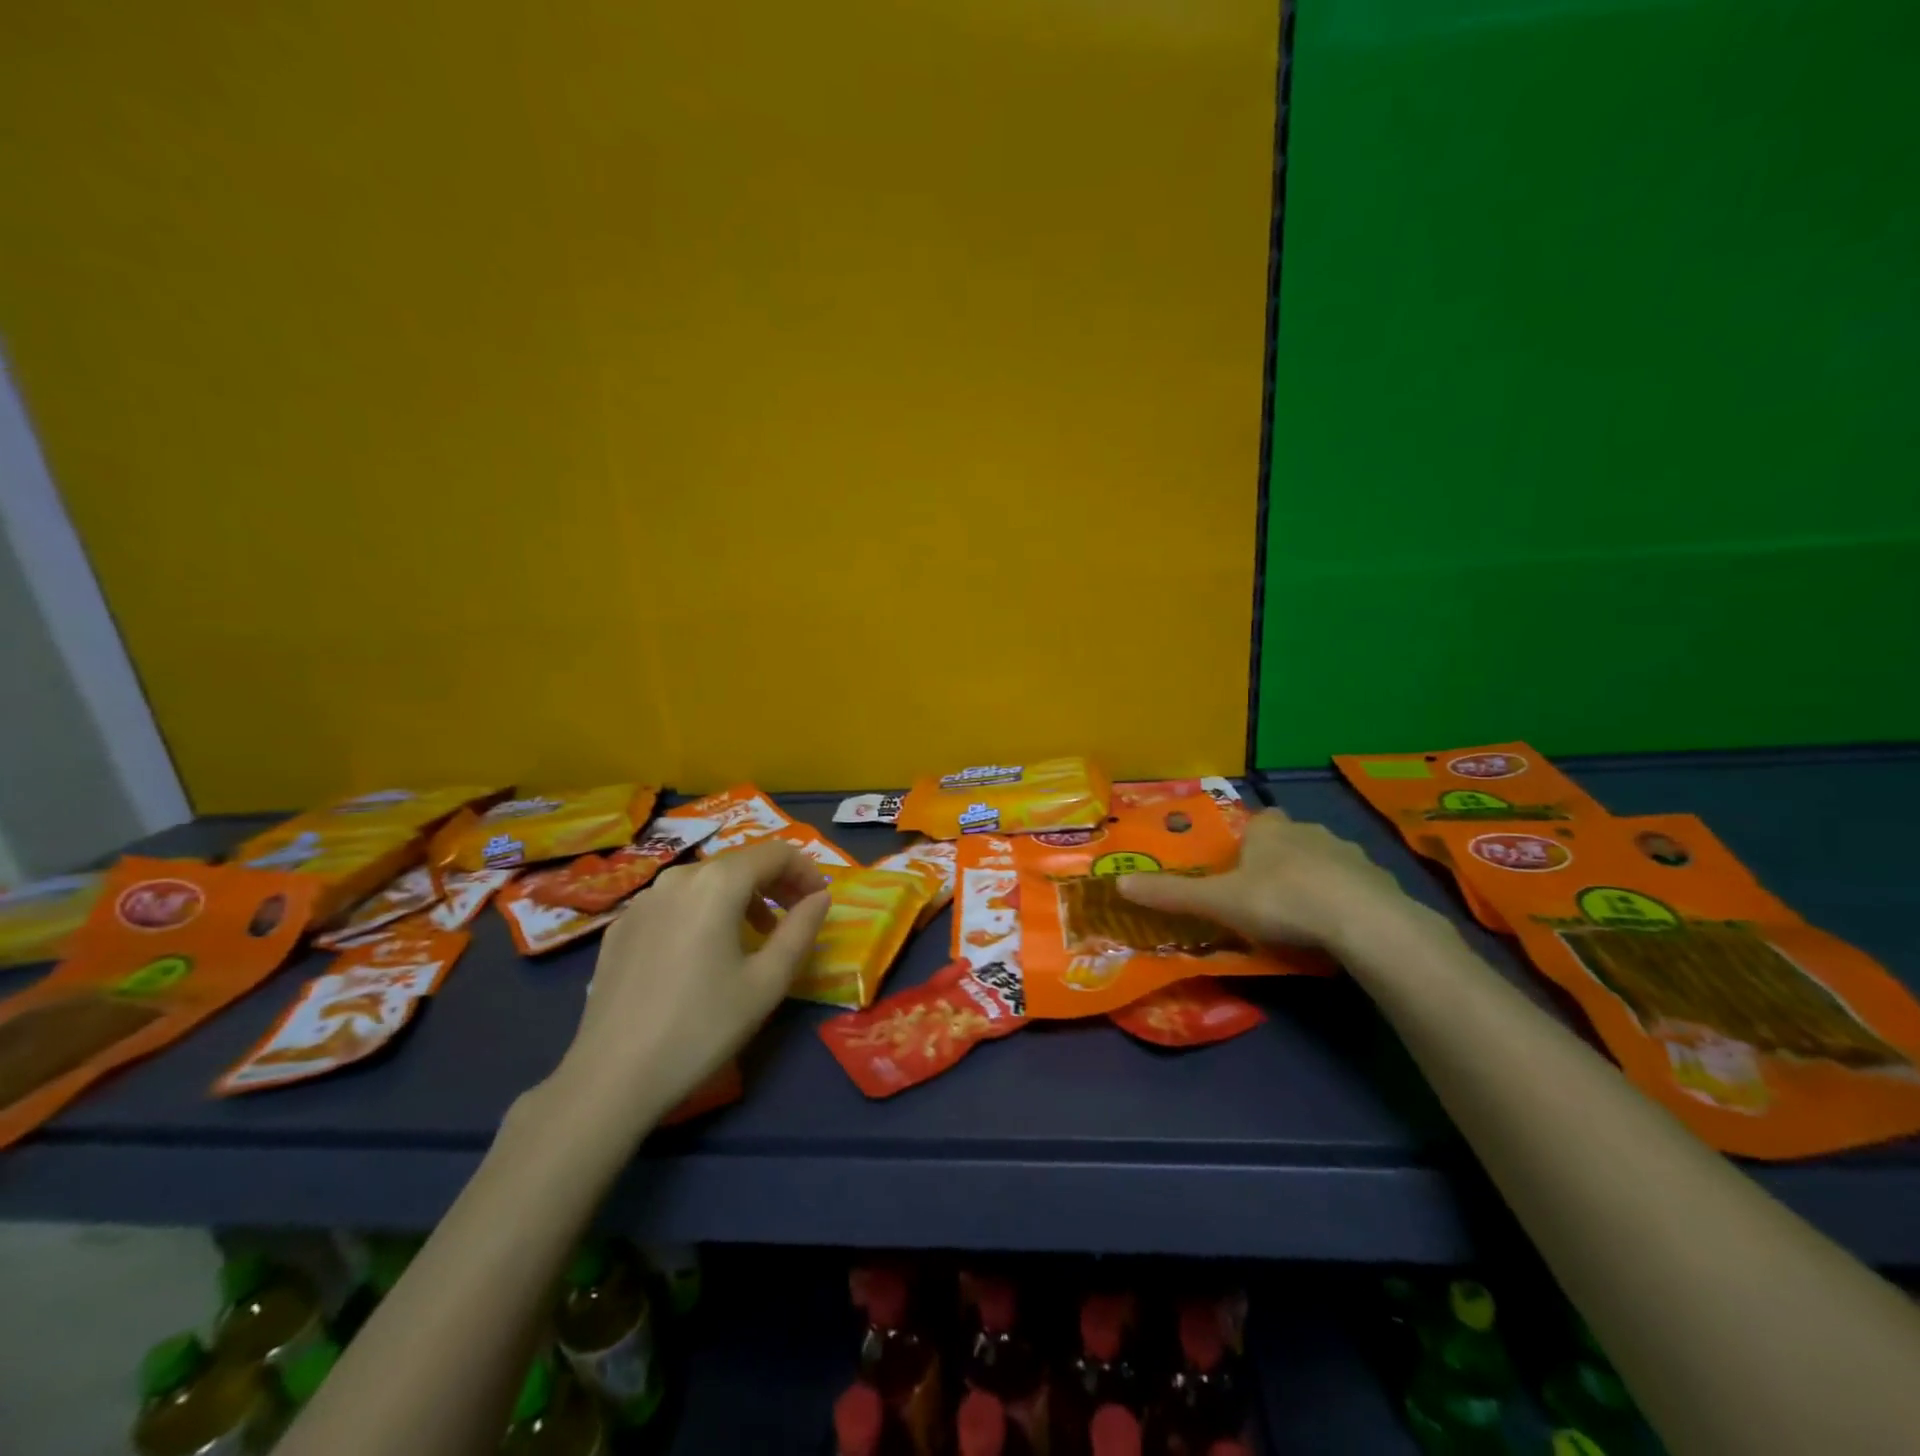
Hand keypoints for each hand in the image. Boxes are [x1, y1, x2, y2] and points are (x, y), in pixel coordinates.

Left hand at [553, 840, 832, 1128]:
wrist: (612, 1077)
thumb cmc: (703, 1026)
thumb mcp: (767, 981)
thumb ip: (801, 929)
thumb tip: (819, 897)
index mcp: (718, 882)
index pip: (776, 853)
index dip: (806, 871)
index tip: (820, 900)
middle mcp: (678, 877)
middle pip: (739, 863)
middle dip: (774, 883)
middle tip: (795, 917)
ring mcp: (643, 901)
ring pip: (705, 882)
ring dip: (739, 899)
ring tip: (753, 938)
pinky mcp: (620, 927)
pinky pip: (674, 904)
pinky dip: (702, 913)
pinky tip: (702, 955)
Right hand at [1117, 807, 1424, 956]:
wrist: (1362, 921)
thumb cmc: (1280, 901)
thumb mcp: (1218, 902)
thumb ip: (1172, 894)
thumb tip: (1118, 883)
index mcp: (1269, 830)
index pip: (1255, 824)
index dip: (1247, 844)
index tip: (1240, 872)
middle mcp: (1308, 830)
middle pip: (1288, 839)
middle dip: (1277, 861)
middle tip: (1265, 896)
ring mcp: (1347, 853)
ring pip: (1322, 860)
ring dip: (1312, 879)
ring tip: (1301, 915)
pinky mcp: (1377, 879)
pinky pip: (1352, 884)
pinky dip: (1342, 898)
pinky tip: (1337, 927)